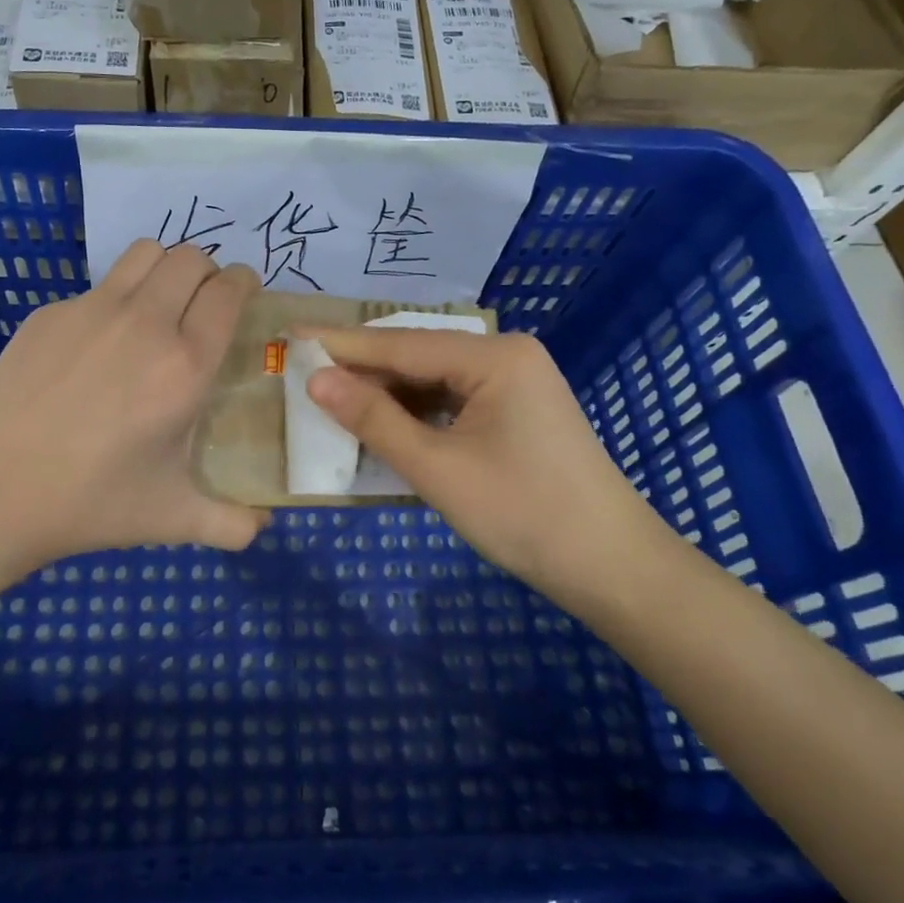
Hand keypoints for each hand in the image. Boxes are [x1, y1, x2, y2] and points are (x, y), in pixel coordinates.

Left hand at [0, 240, 268, 573]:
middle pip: (191, 257)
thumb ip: (232, 524)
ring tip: (160, 305)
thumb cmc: (91, 503)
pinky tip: (98, 348)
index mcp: (183, 365)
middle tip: (204, 305)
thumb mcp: (173, 518)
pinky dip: (115, 300)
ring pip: (144, 253)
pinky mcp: (48, 314)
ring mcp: (90, 311)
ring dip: (164, 269)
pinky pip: (98, 287)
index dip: (244, 283)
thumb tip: (263, 525)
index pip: (228, 291)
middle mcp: (143, 323)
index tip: (245, 294)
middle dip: (208, 272)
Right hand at [305, 328, 658, 595]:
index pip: (401, 343)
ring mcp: (516, 384)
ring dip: (387, 393)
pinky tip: (383, 424)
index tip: (291, 335)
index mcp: (494, 356)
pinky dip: (416, 413)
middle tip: (303, 371)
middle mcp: (506, 356)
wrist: (612, 567)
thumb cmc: (523, 514)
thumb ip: (373, 420)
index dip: (341, 343)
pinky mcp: (517, 412)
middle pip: (418, 355)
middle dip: (362, 368)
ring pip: (434, 379)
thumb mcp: (437, 468)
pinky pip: (453, 401)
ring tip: (331, 397)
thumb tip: (316, 380)